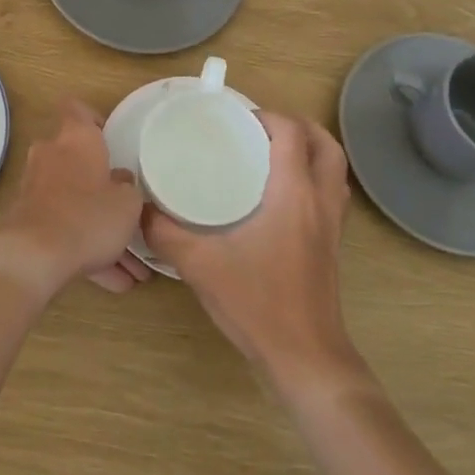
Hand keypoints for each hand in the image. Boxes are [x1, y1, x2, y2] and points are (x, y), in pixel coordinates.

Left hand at [0, 100, 148, 298]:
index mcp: (77, 138)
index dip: (93, 118)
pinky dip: (84, 249)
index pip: (77, 108)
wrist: (32, 256)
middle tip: (124, 203)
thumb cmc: (88, 216)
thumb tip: (121, 181)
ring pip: (73, 201)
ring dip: (97, 227)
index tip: (110, 137)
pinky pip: (62, 229)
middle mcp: (51, 155)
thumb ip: (128, 188)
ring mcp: (35, 187)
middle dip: (99, 183)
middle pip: (76, 160)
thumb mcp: (127, 204)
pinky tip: (111, 281)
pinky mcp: (26, 219)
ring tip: (130, 267)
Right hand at [144, 112, 359, 385]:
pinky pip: (332, 194)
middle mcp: (321, 201)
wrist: (305, 357)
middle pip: (326, 145)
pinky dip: (314, 179)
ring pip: (335, 170)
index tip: (237, 120)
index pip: (292, 133)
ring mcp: (333, 225)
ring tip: (273, 153)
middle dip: (299, 126)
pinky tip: (281, 196)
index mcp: (294, 194)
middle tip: (262, 128)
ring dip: (311, 151)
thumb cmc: (257, 303)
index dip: (268, 116)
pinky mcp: (333, 246)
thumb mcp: (200, 264)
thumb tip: (139, 210)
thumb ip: (164, 233)